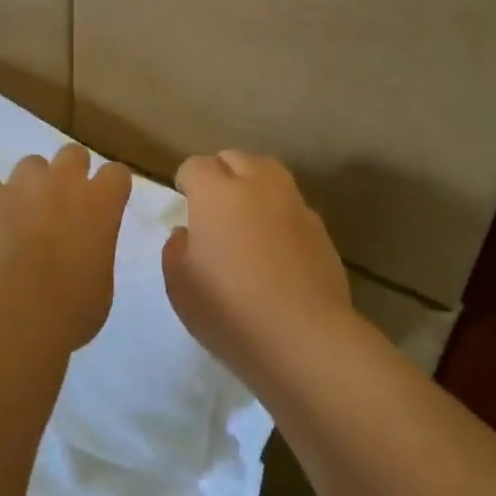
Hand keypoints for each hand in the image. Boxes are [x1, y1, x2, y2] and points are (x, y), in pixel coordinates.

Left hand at [0, 143, 133, 353]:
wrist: (8, 316)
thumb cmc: (67, 312)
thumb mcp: (100, 287)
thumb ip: (95, 255)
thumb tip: (82, 253)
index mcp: (101, 203)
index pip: (116, 174)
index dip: (108, 189)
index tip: (102, 208)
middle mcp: (63, 182)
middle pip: (72, 155)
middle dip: (69, 175)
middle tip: (60, 209)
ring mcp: (19, 184)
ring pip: (29, 166)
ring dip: (29, 188)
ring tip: (19, 224)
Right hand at [162, 150, 355, 385]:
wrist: (304, 338)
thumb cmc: (229, 310)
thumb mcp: (179, 285)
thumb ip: (175, 249)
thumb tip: (187, 233)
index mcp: (215, 192)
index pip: (196, 166)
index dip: (186, 181)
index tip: (183, 202)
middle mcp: (256, 185)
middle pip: (236, 158)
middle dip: (221, 172)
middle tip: (213, 204)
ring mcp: (293, 204)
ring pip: (270, 173)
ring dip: (254, 183)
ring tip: (246, 214)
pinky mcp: (320, 229)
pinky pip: (292, 205)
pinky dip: (279, 212)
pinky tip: (275, 244)